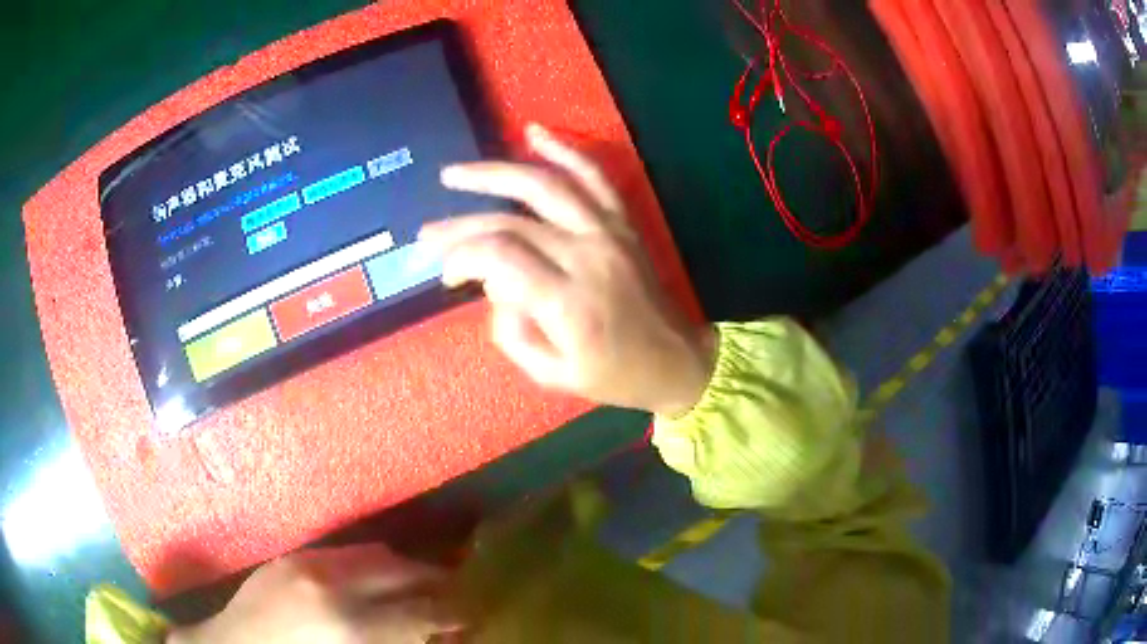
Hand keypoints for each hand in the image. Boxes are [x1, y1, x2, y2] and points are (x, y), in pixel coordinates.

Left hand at [168, 545, 463, 643]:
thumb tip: (438, 634)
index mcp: (349, 625)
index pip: (422, 611)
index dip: (454, 612)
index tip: (473, 614)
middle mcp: (330, 584)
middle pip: (400, 568)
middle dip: (433, 579)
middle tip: (452, 594)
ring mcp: (304, 563)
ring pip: (373, 552)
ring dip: (402, 568)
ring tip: (416, 585)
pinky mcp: (289, 557)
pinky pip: (343, 552)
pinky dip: (368, 564)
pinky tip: (371, 582)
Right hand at [423, 124, 713, 416]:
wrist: (676, 360)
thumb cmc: (614, 376)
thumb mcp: (553, 376)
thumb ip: (512, 333)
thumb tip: (492, 286)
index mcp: (569, 303)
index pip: (499, 257)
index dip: (461, 256)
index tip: (446, 273)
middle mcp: (587, 257)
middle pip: (511, 222)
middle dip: (461, 225)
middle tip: (427, 234)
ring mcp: (608, 233)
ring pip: (545, 186)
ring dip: (494, 174)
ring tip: (454, 175)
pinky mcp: (622, 223)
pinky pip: (593, 177)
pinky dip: (564, 150)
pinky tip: (534, 132)